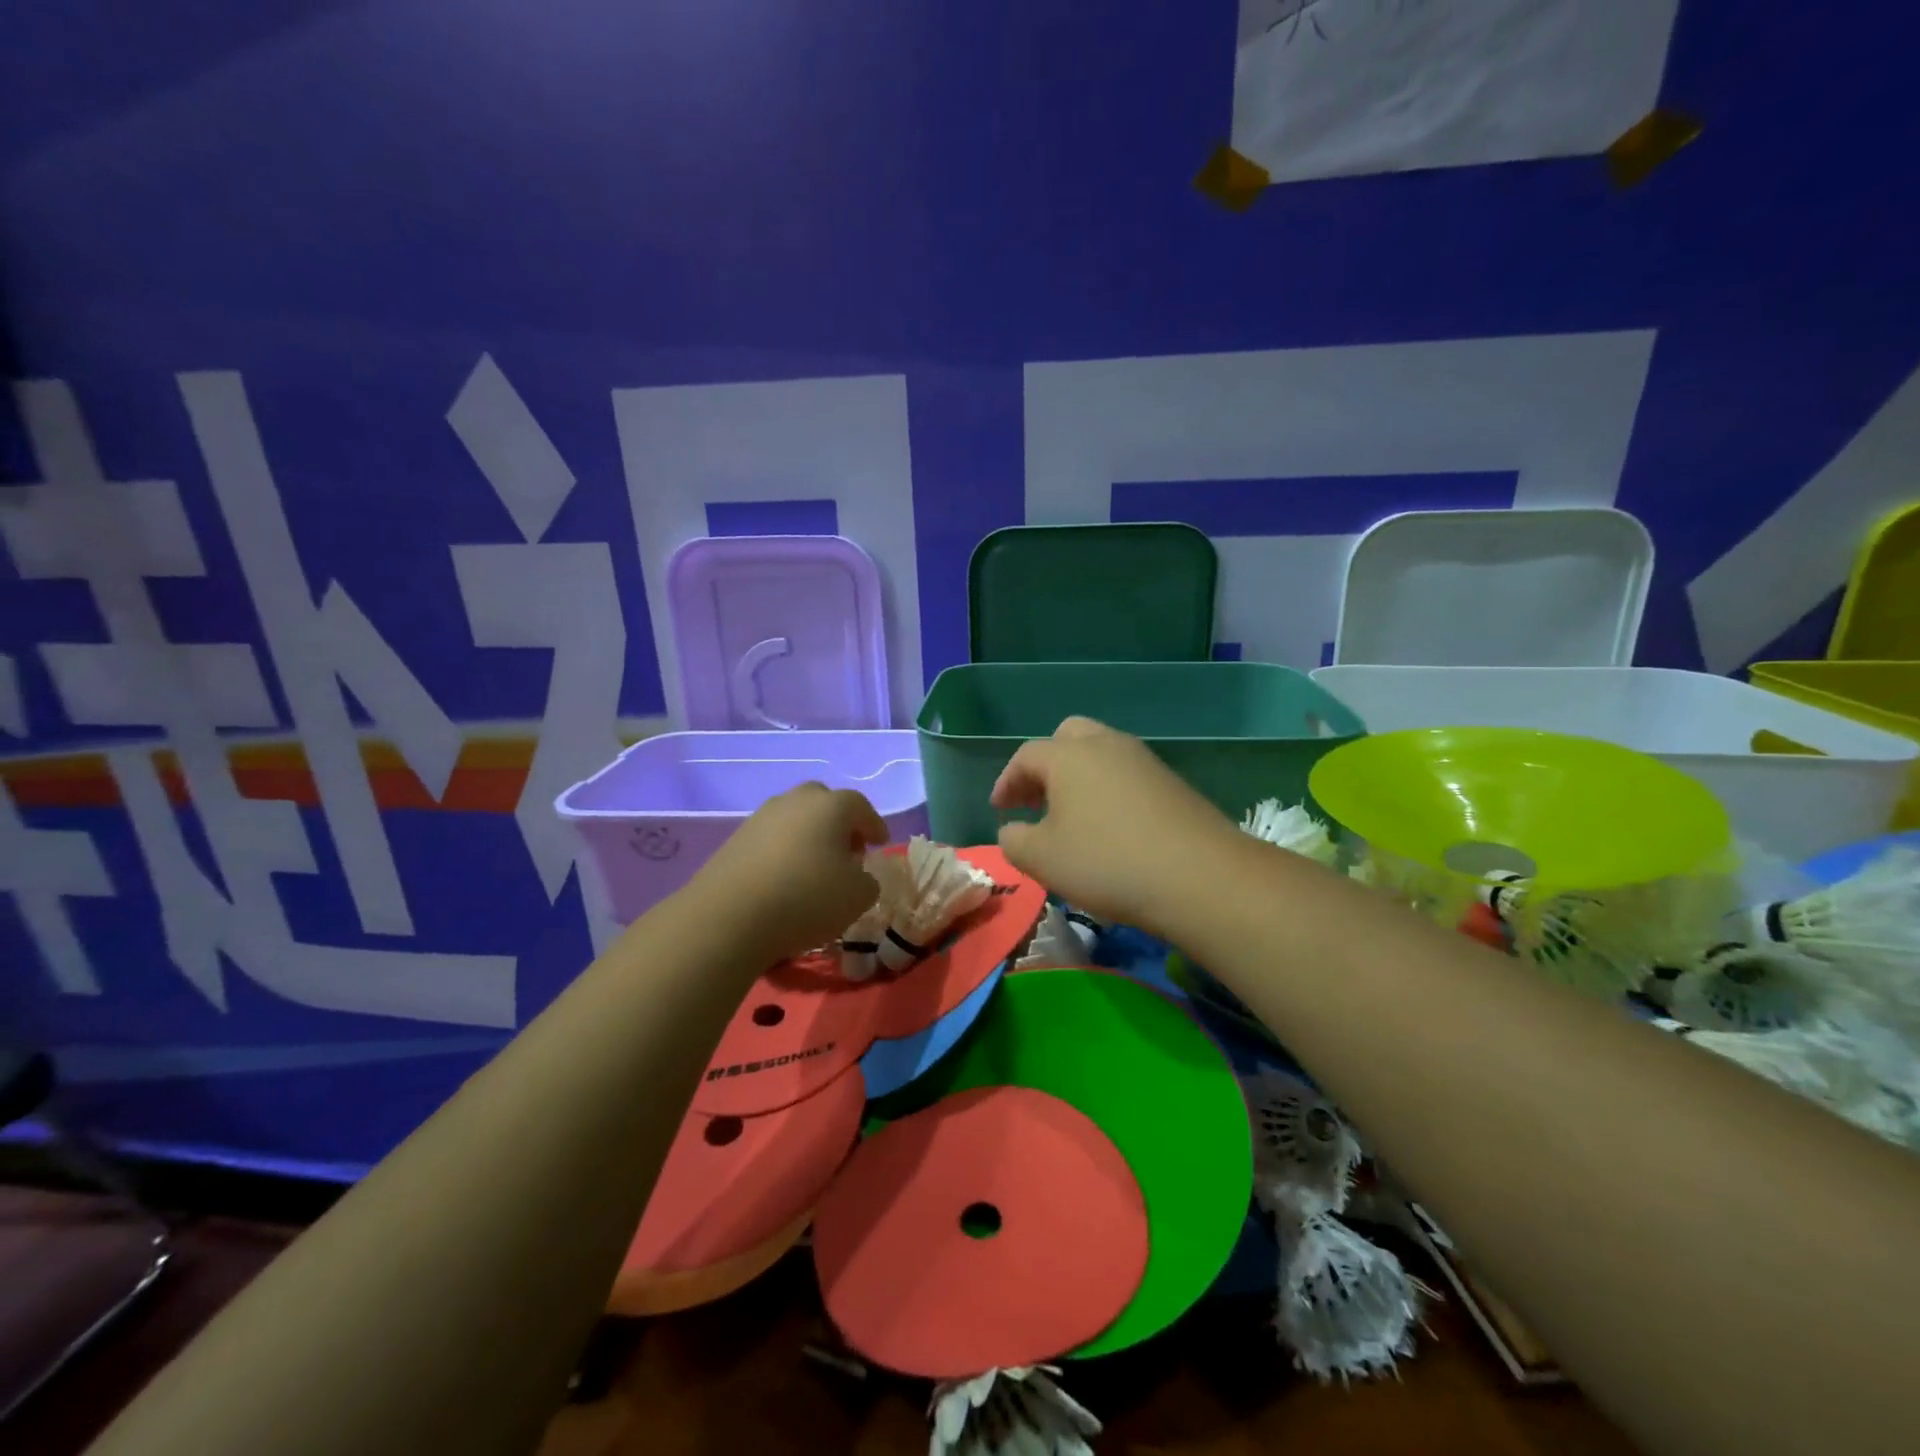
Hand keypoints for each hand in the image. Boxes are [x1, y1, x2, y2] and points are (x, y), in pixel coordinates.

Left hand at [690, 784, 890, 962]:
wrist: (730, 916)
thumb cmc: (807, 898)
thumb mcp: (858, 897)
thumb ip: (868, 881)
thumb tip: (858, 876)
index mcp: (832, 806)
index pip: (861, 806)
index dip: (873, 825)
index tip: (880, 843)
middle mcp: (796, 801)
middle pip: (824, 802)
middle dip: (838, 823)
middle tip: (847, 851)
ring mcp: (761, 817)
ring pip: (794, 818)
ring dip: (808, 836)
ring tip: (814, 867)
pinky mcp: (735, 839)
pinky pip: (771, 838)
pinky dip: (783, 851)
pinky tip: (784, 877)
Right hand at [991, 717, 1237, 935]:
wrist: (1200, 876)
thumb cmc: (1107, 861)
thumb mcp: (1043, 859)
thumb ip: (1014, 841)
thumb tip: (1013, 830)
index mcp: (1068, 755)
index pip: (1026, 756)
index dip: (1007, 781)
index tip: (999, 808)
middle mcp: (1106, 745)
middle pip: (1067, 737)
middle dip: (1046, 765)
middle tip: (1036, 799)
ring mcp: (1144, 760)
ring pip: (1101, 753)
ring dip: (1079, 777)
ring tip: (1072, 816)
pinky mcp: (1172, 782)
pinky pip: (1127, 775)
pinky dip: (1109, 790)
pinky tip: (1110, 827)